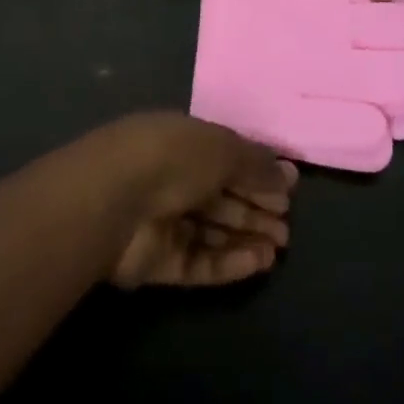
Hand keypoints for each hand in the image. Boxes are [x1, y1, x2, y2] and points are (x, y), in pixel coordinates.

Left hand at [83, 113, 297, 288]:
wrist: (115, 200)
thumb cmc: (173, 158)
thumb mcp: (223, 148)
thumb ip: (256, 164)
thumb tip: (287, 175)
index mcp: (185, 140)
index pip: (227, 156)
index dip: (258, 172)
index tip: (288, 191)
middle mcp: (174, 177)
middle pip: (222, 195)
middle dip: (256, 208)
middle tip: (288, 225)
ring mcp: (164, 220)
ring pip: (213, 230)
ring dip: (246, 236)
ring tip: (280, 247)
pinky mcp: (157, 261)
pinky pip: (199, 261)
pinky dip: (229, 262)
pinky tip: (259, 263)